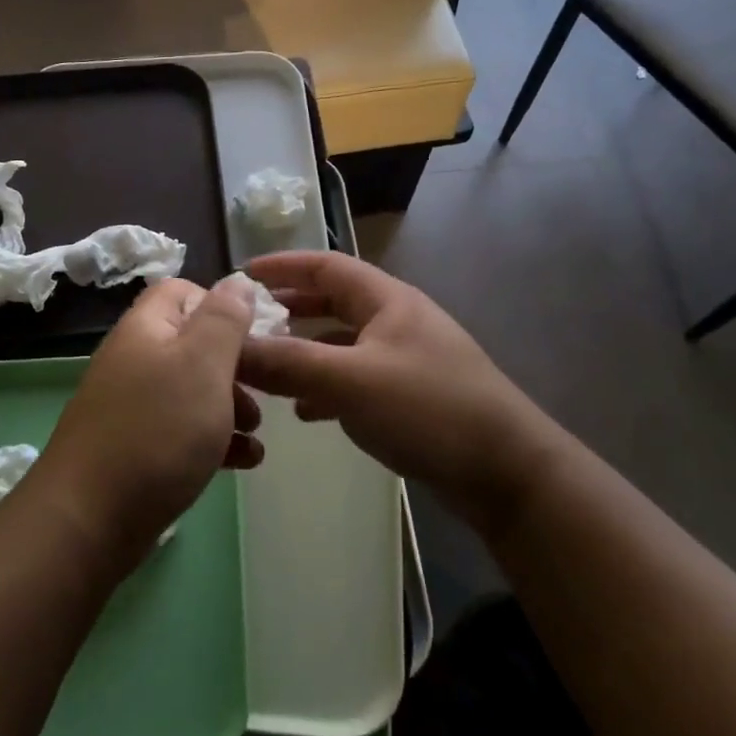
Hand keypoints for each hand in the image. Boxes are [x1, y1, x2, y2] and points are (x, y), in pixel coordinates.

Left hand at [30, 275, 262, 569]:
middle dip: (236, 366)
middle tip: (264, 392)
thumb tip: (237, 281)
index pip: (182, 291)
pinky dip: (215, 441)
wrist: (90, 519)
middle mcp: (135, 360)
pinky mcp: (137, 448)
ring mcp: (132, 407)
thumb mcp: (203, 363)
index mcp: (146, 329)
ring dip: (231, 407)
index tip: (255, 336)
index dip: (221, 305)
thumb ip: (224, 318)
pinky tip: (244, 463)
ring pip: (192, 392)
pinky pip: (183, 432)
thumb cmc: (158, 430)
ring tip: (256, 434)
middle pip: (193, 345)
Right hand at [237, 252, 545, 534]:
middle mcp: (397, 321)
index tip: (241, 274)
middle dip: (290, 308)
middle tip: (248, 323)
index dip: (283, 265)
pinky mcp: (410, 395)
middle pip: (333, 301)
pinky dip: (326, 386)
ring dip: (305, 350)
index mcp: (387, 301)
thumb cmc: (429, 410)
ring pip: (343, 343)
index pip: (326, 265)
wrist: (505, 471)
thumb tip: (229, 349)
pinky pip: (356, 378)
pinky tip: (305, 411)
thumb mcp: (350, 382)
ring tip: (266, 367)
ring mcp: (406, 359)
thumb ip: (287, 364)